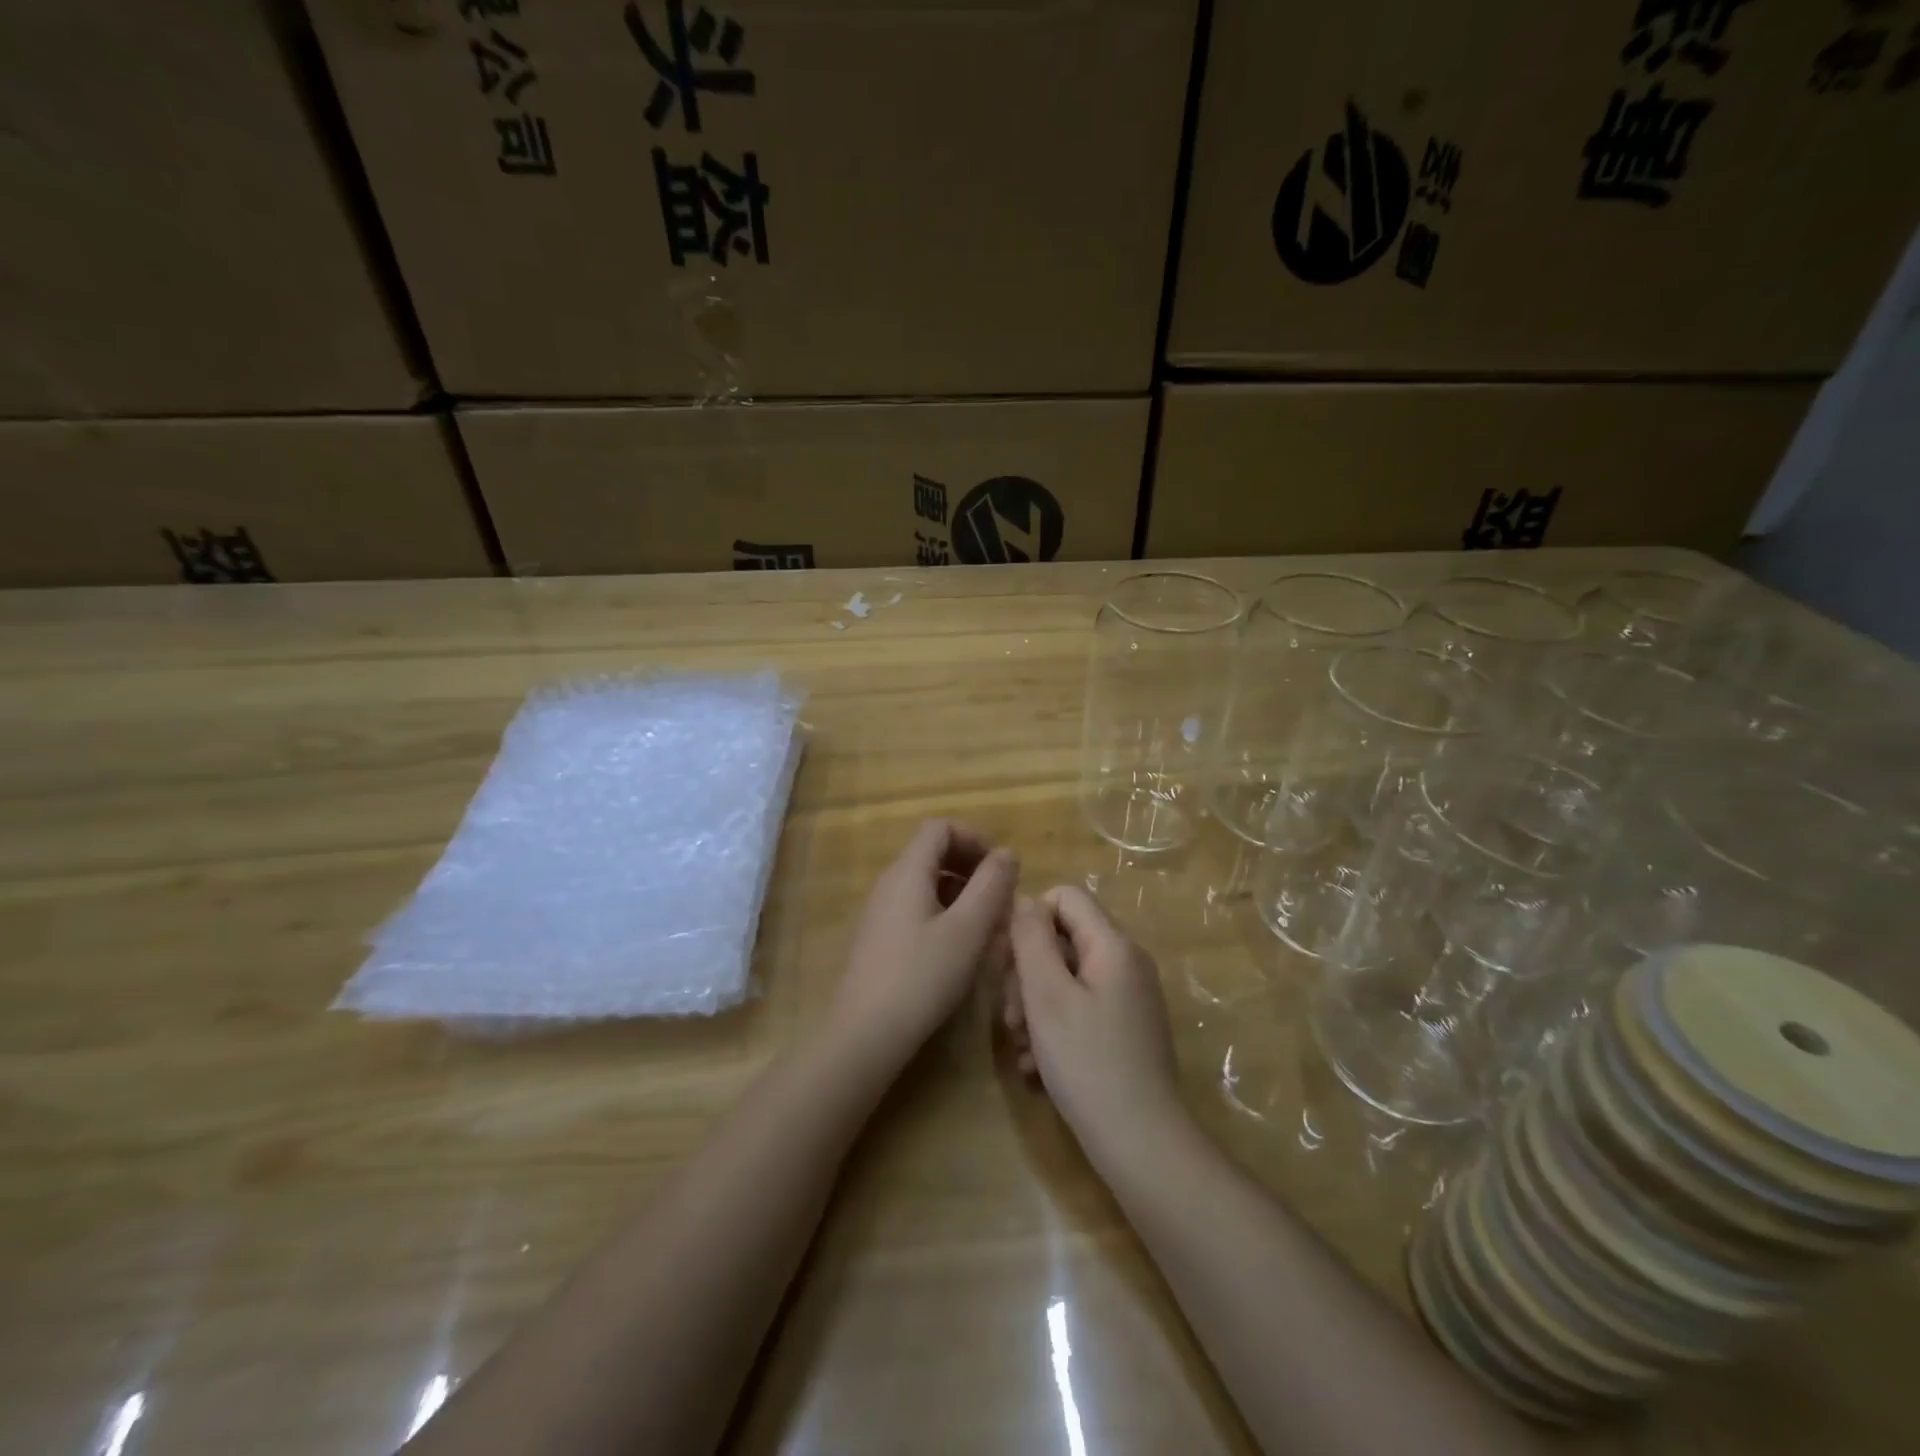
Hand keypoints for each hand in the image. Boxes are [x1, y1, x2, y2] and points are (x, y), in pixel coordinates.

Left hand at [832, 820, 1017, 1071]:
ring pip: (927, 883)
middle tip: (1000, 899)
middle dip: (971, 867)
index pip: (940, 827)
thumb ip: (992, 885)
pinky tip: (960, 947)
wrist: (863, 1034)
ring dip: (961, 893)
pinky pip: (916, 908)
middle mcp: (890, 883)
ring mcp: (881, 911)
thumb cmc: (922, 977)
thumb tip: (1006, 852)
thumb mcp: (968, 930)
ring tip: (988, 926)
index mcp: (908, 871)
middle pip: (933, 853)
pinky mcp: (880, 938)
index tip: (1001, 869)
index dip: (974, 838)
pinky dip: (944, 913)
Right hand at [1005, 886, 1183, 1166]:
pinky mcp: (1126, 1030)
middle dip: (1028, 972)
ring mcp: (1129, 998)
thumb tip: (1024, 899)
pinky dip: (1055, 1028)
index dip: (1030, 918)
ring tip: (1021, 1046)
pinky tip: (1037, 1066)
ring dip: (1036, 1006)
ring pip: (1067, 979)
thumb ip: (1031, 939)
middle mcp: (1126, 962)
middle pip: (1063, 940)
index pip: (1066, 896)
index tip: (1007, 960)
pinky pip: (1081, 1009)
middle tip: (1009, 1016)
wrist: (1142, 1144)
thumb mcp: (1047, 995)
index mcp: (1113, 945)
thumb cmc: (1088, 1062)